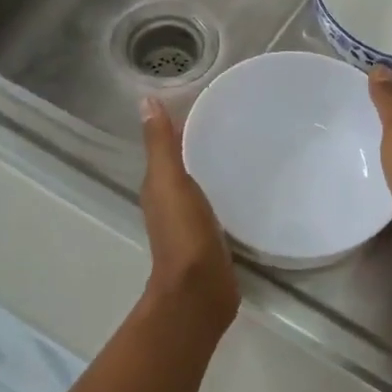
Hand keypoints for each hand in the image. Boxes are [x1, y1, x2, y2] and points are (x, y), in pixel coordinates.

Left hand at [139, 97, 238, 328]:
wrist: (200, 290)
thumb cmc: (184, 233)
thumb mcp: (170, 182)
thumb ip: (160, 145)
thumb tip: (146, 101)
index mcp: (157, 187)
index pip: (166, 147)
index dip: (179, 125)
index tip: (205, 102)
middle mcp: (170, 202)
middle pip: (183, 164)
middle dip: (199, 144)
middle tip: (232, 121)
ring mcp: (190, 222)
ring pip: (199, 185)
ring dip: (213, 168)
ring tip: (243, 147)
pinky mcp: (212, 238)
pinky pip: (217, 205)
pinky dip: (224, 191)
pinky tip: (245, 186)